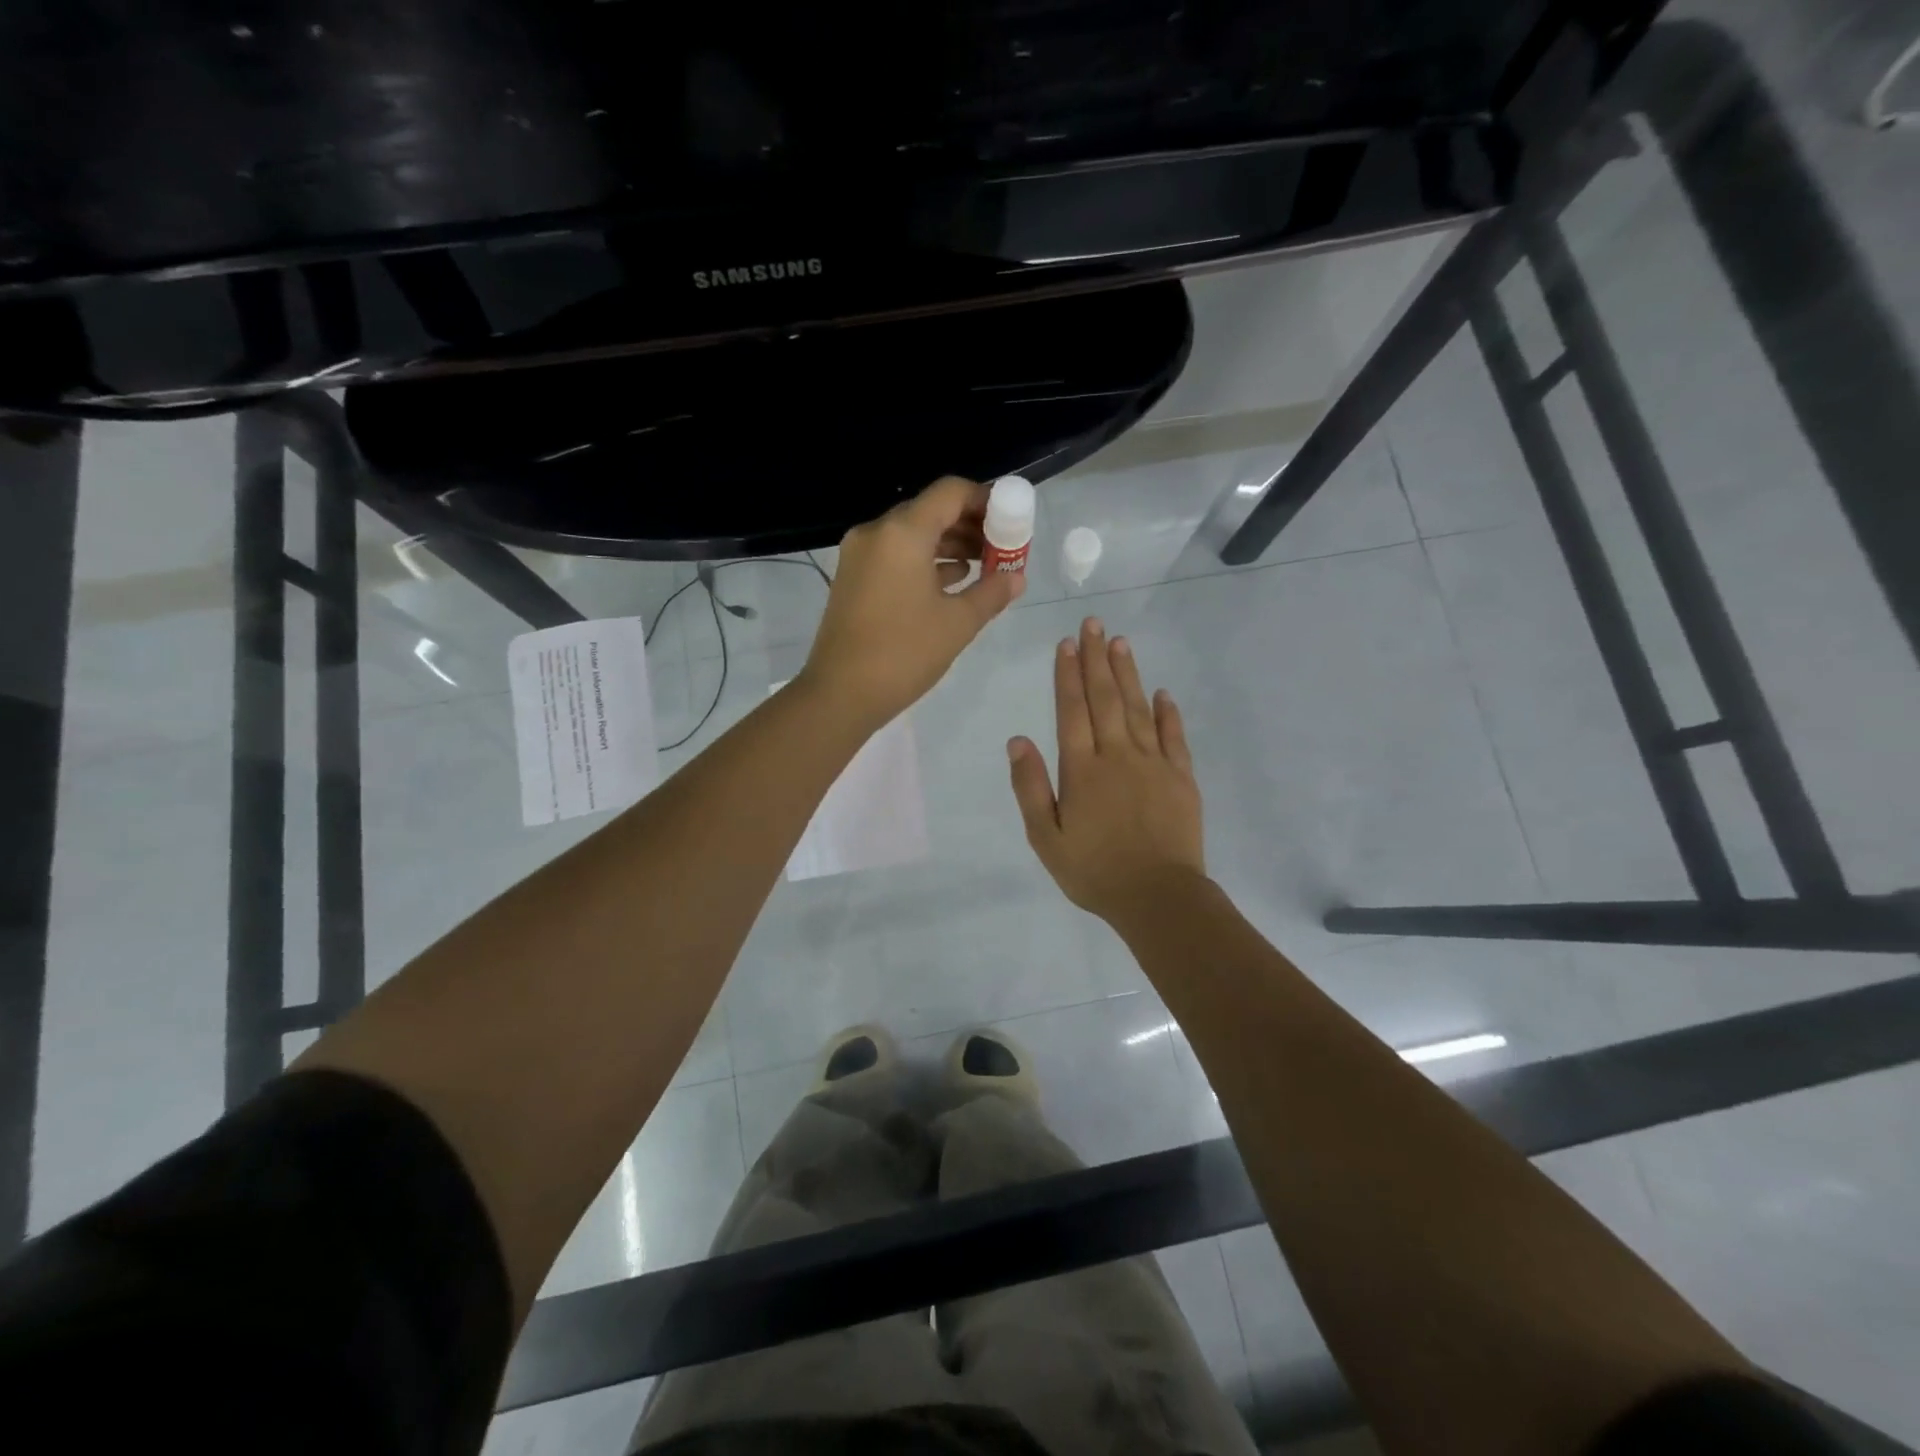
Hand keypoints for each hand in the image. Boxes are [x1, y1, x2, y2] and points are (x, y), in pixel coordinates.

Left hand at [800, 477, 1023, 727]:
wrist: (840, 694)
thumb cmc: (904, 653)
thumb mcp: (958, 623)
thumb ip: (992, 592)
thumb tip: (1017, 578)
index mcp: (903, 533)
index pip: (950, 492)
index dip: (985, 500)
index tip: (1010, 521)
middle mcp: (877, 532)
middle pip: (930, 510)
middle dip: (969, 525)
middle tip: (1001, 548)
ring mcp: (859, 555)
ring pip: (912, 534)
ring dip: (948, 544)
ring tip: (983, 567)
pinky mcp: (852, 578)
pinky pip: (895, 555)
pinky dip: (924, 561)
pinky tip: (951, 582)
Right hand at [1008, 617, 1205, 922]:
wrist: (1158, 897)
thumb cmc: (1094, 871)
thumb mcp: (1045, 837)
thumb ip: (1030, 787)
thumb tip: (1018, 739)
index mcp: (1082, 770)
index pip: (1072, 711)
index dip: (1067, 675)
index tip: (1066, 644)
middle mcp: (1117, 756)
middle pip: (1105, 698)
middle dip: (1096, 659)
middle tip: (1093, 624)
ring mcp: (1153, 763)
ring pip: (1138, 708)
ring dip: (1128, 674)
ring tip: (1119, 643)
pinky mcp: (1181, 777)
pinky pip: (1174, 736)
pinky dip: (1168, 712)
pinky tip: (1162, 692)